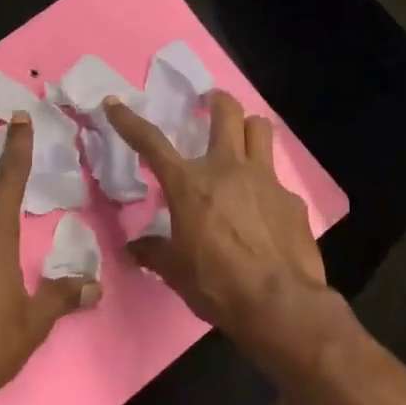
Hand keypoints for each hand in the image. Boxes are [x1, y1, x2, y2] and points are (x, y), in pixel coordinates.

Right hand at [106, 90, 345, 369]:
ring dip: (248, 127)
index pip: (151, 142)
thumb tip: (134, 248)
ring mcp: (265, 180)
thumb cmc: (217, 284)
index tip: (115, 103)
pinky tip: (263, 207)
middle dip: (216, 101)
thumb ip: (154, 252)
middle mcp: (227, 169)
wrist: (280, 304)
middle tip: (210, 103)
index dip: (129, 121)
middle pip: (226, 112)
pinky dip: (266, 183)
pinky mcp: (291, 199)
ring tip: (242, 139)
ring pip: (260, 129)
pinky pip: (277, 178)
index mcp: (189, 184)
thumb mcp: (175, 271)